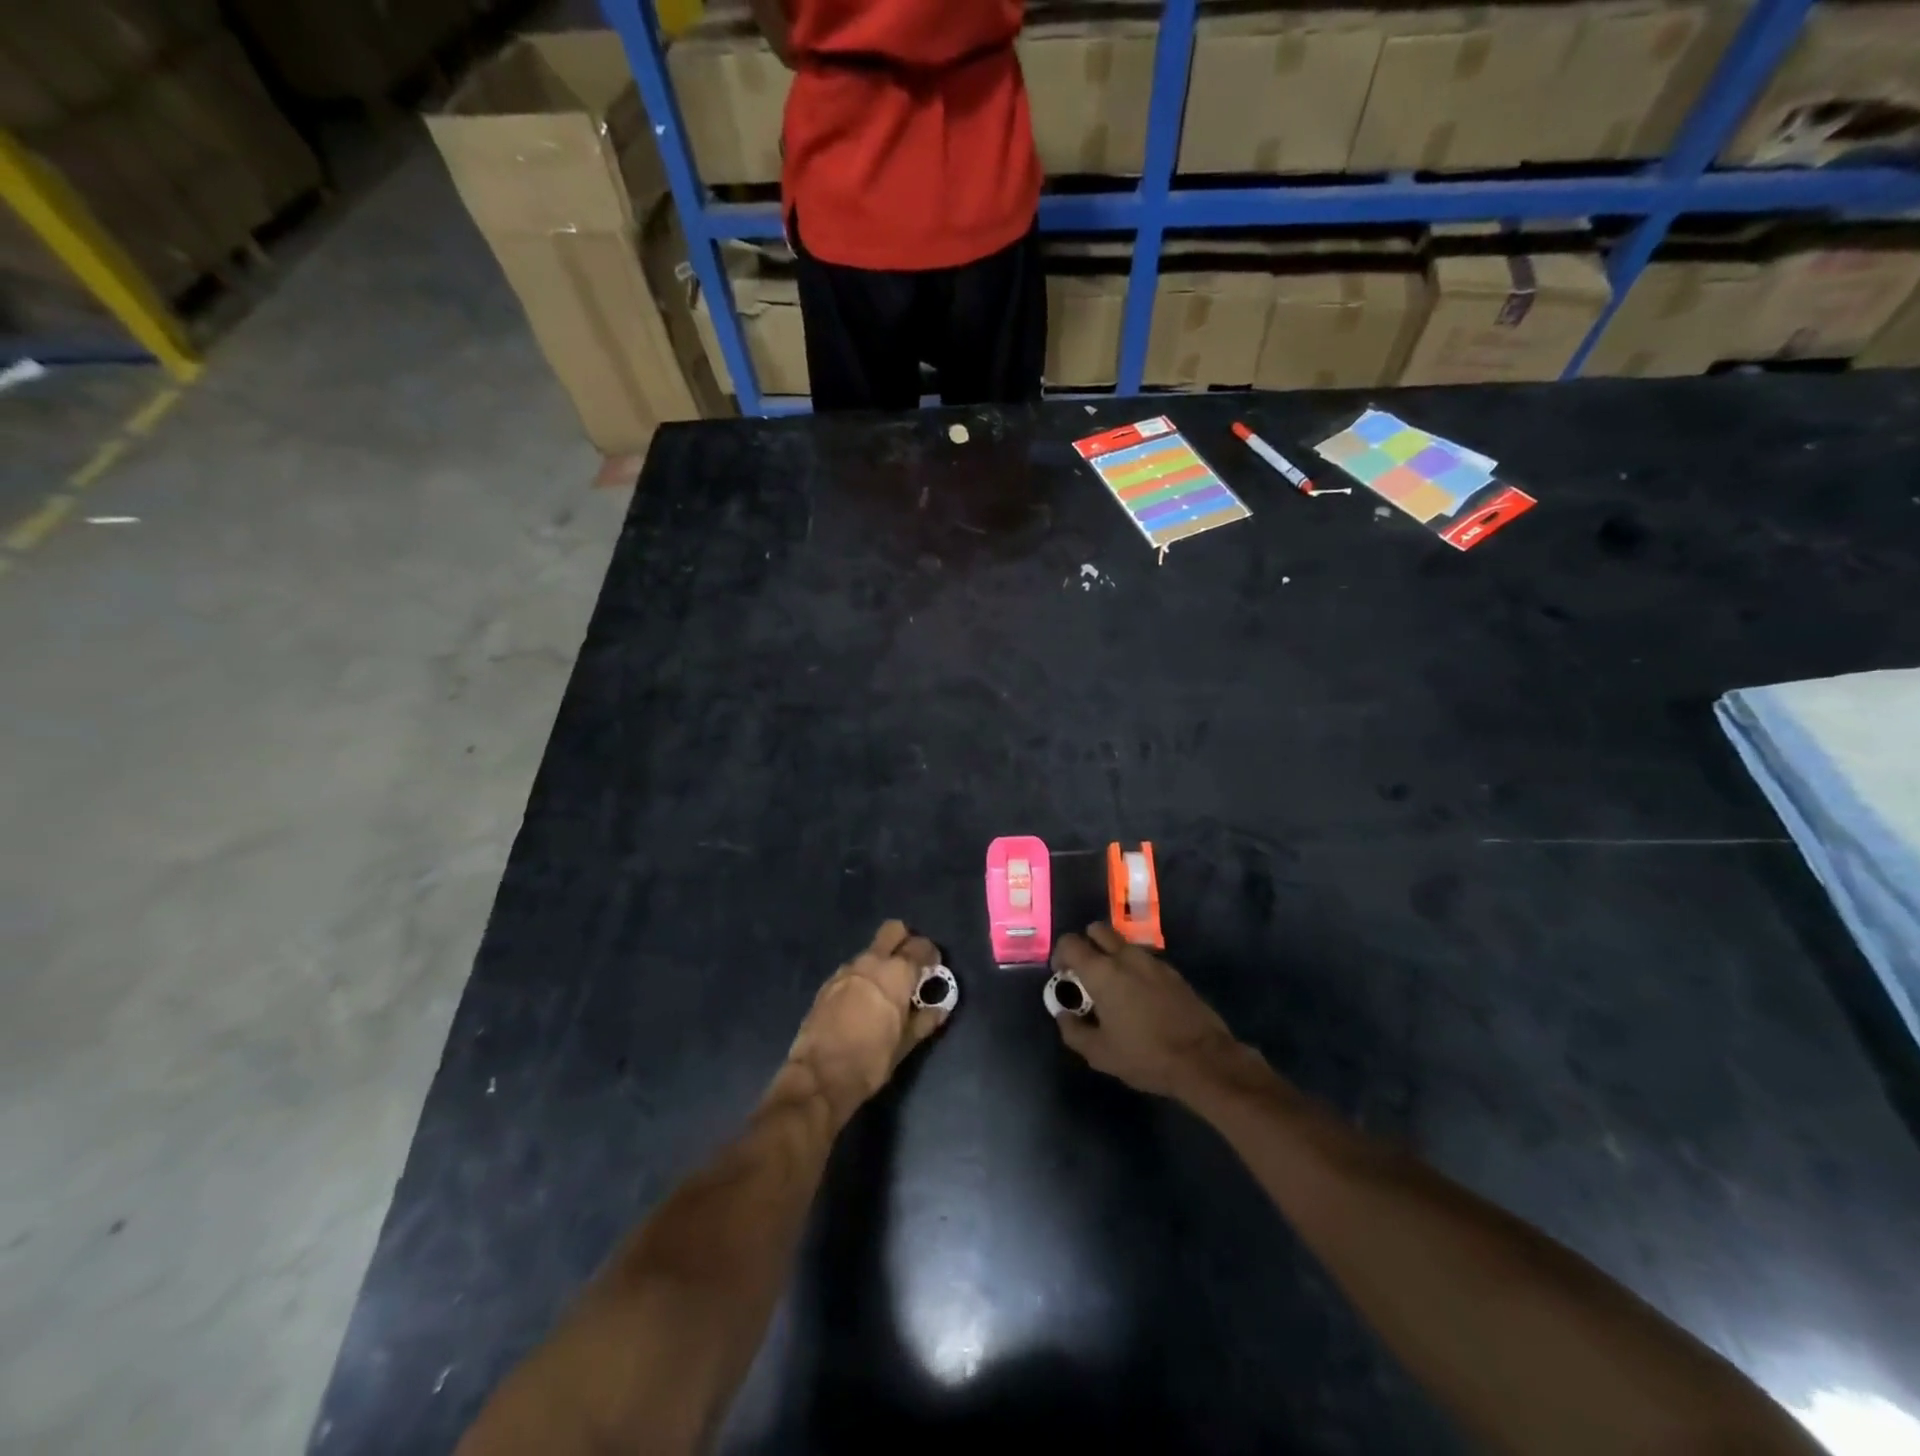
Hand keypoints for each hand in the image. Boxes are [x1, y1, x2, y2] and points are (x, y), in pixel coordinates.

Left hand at [786, 921, 950, 1126]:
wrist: (819, 1076)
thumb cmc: (871, 1060)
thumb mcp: (905, 1044)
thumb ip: (925, 1019)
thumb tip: (941, 1007)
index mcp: (896, 973)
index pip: (920, 946)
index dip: (931, 954)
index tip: (934, 968)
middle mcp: (871, 962)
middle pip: (893, 930)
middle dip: (905, 940)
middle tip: (911, 966)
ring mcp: (846, 970)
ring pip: (871, 951)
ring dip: (882, 961)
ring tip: (887, 989)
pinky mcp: (828, 983)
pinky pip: (853, 969)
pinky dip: (863, 976)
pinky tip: (863, 1001)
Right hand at [1051, 923, 1245, 1101]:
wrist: (1204, 1060)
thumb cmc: (1145, 1055)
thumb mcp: (1099, 1053)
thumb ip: (1073, 1030)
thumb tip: (1063, 1014)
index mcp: (1102, 971)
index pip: (1071, 943)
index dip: (1060, 955)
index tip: (1062, 975)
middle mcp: (1126, 957)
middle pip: (1097, 930)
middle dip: (1087, 944)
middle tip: (1085, 973)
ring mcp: (1153, 961)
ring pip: (1123, 944)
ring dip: (1112, 956)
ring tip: (1113, 988)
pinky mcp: (1173, 972)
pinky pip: (1144, 959)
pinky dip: (1134, 969)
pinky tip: (1139, 998)